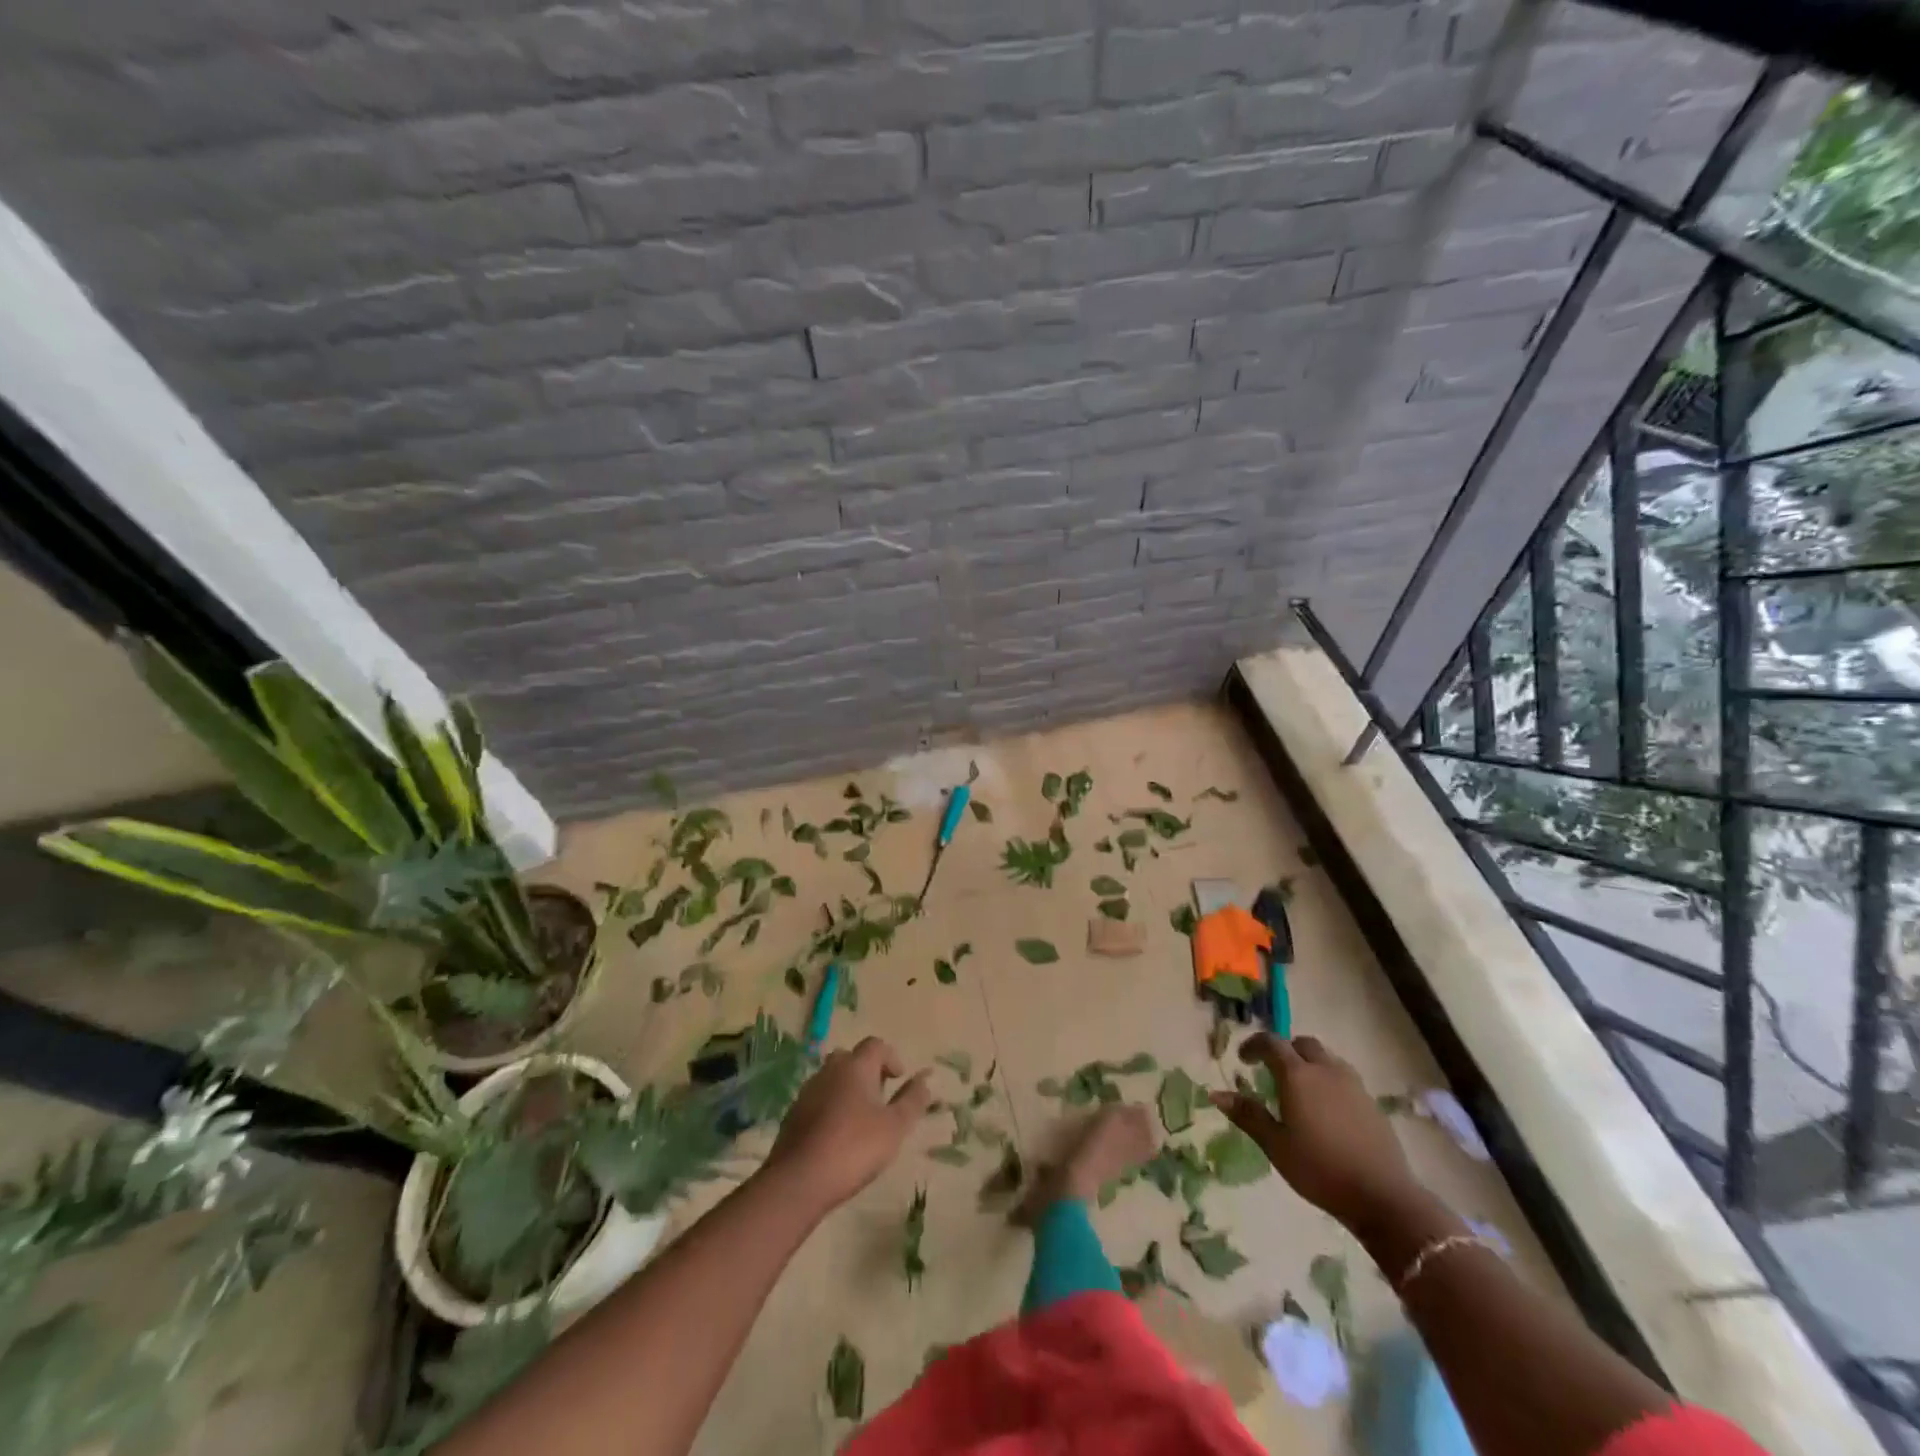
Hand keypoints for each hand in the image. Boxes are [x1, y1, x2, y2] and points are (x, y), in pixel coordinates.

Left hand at [764, 1038, 931, 1213]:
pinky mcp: (793, 1115)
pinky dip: (830, 1107)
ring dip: (847, 1089)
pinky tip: (836, 1136)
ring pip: (832, 1079)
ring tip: (860, 1119)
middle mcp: (830, 1070)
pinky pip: (818, 1100)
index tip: (899, 1079)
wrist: (799, 1180)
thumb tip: (926, 1078)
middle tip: (879, 1097)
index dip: (891, 1057)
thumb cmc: (855, 1148)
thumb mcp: (895, 1127)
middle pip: (851, 1058)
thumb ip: (912, 1100)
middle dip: (867, 1071)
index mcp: (856, 1067)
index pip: (875, 1045)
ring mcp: (808, 1091)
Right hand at [1211, 1034, 1420, 1232]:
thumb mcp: (1276, 1145)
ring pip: (1326, 1058)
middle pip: (1302, 1044)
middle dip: (1284, 1050)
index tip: (1243, 1059)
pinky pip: (1343, 1077)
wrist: (1383, 1197)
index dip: (1254, 1045)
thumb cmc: (1320, 1169)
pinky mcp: (1371, 1102)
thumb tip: (1216, 1094)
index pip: (1271, 1043)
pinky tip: (1326, 1109)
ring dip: (1308, 1063)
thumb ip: (1248, 1115)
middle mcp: (1325, 1070)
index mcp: (1297, 1075)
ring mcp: (1353, 1084)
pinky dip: (1328, 1080)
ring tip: (1300, 1090)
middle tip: (1271, 1072)